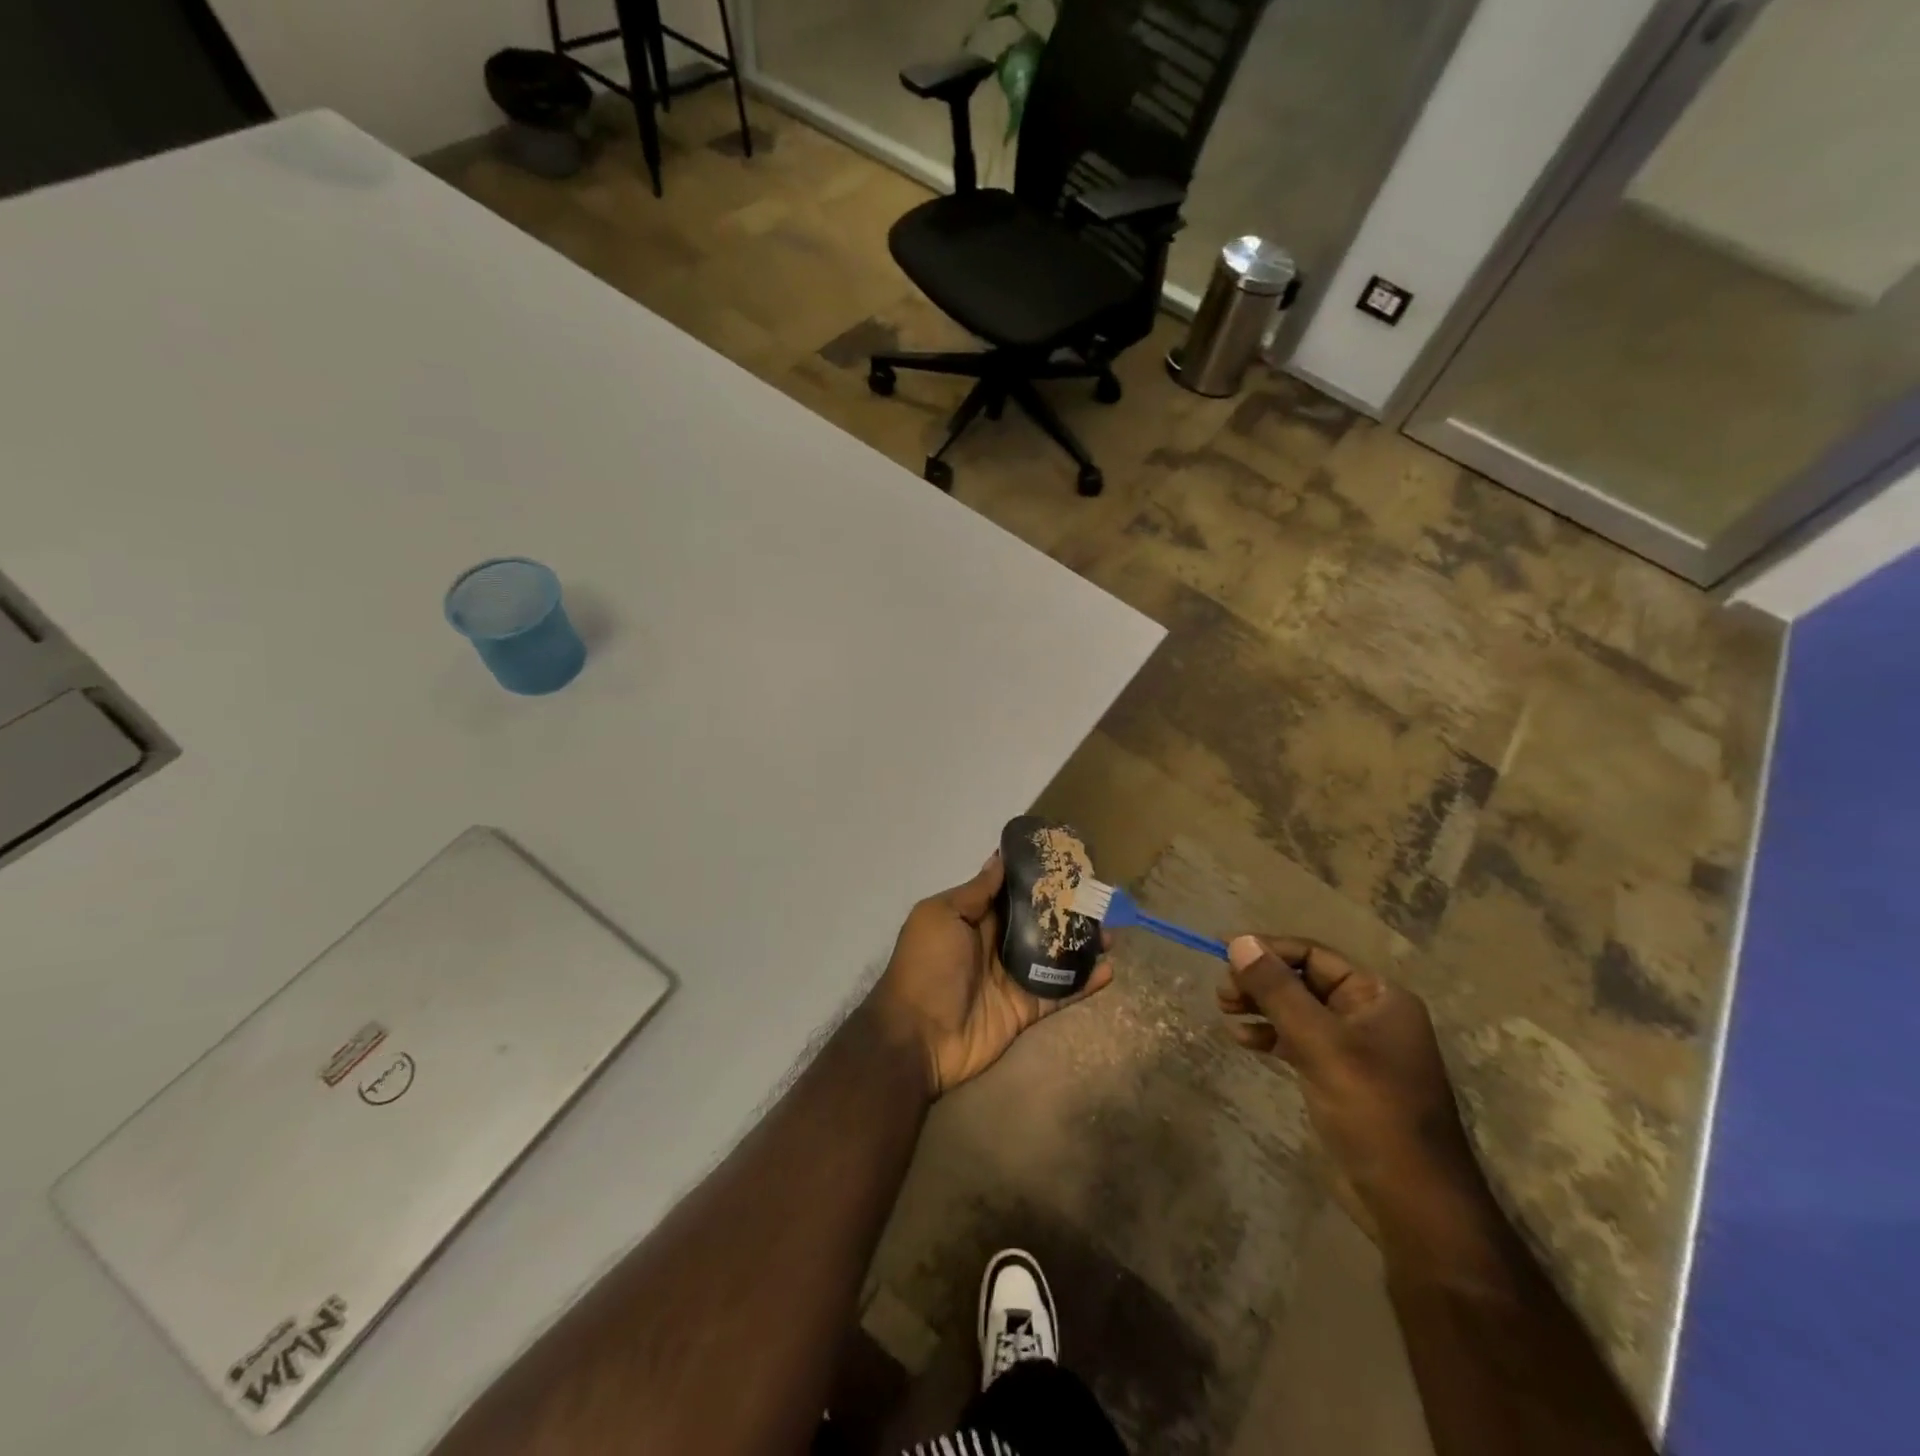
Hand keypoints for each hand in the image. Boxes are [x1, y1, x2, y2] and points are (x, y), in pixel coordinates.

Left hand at [874, 853, 1112, 1096]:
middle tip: (1099, 896)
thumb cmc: (926, 966)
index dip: (1036, 877)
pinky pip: (1059, 992)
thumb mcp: (941, 916)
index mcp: (975, 917)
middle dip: (1067, 909)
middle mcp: (997, 943)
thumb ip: (975, 892)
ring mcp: (1013, 977)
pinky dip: (1083, 983)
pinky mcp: (1026, 1008)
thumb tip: (1000, 858)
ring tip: (1111, 931)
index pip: (1011, 891)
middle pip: (1038, 921)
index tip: (1066, 860)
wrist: (918, 1036)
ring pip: (1054, 955)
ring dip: (1081, 944)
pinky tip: (1109, 969)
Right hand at [1219, 935, 1485, 1244]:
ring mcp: (1353, 1047)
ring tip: (1225, 1011)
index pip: (1313, 955)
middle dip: (1261, 981)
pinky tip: (1244, 1041)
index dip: (1268, 950)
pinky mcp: (1338, 1075)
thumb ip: (1278, 991)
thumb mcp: (1320, 1044)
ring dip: (1260, 1006)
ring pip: (1296, 1009)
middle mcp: (1367, 1013)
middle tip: (1223, 994)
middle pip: (1303, 979)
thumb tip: (1239, 941)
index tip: (1223, 954)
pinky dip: (1269, 1035)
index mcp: (1378, 996)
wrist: (1412, 1203)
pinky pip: (1297, 1039)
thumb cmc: (1373, 1111)